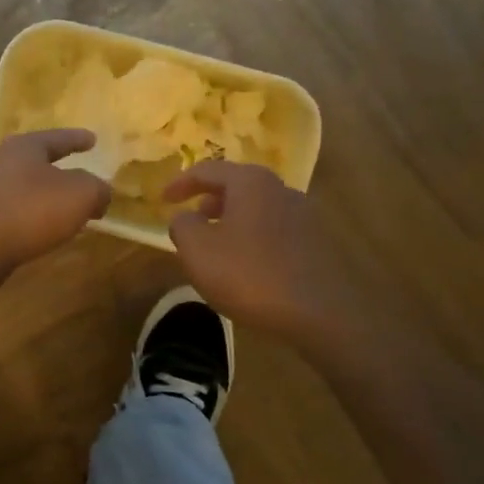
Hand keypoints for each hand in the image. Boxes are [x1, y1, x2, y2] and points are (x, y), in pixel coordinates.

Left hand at [0, 130, 111, 294]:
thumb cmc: (27, 210)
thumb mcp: (78, 195)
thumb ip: (97, 189)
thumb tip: (100, 193)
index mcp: (25, 148)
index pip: (57, 138)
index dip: (77, 138)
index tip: (92, 139)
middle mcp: (1, 165)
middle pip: (36, 163)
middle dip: (59, 170)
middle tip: (81, 177)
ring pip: (24, 191)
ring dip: (44, 200)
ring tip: (66, 212)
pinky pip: (14, 217)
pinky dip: (31, 222)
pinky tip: (42, 236)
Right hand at [164, 161, 348, 347]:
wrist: (320, 313)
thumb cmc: (250, 274)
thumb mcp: (197, 250)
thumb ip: (182, 225)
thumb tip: (185, 217)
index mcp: (250, 182)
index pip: (207, 170)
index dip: (180, 183)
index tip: (162, 199)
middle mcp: (280, 189)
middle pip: (237, 185)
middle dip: (210, 199)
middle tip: (192, 218)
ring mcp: (304, 215)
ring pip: (257, 208)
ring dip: (232, 219)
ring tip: (216, 244)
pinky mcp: (317, 242)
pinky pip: (274, 229)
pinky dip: (253, 236)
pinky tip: (246, 263)